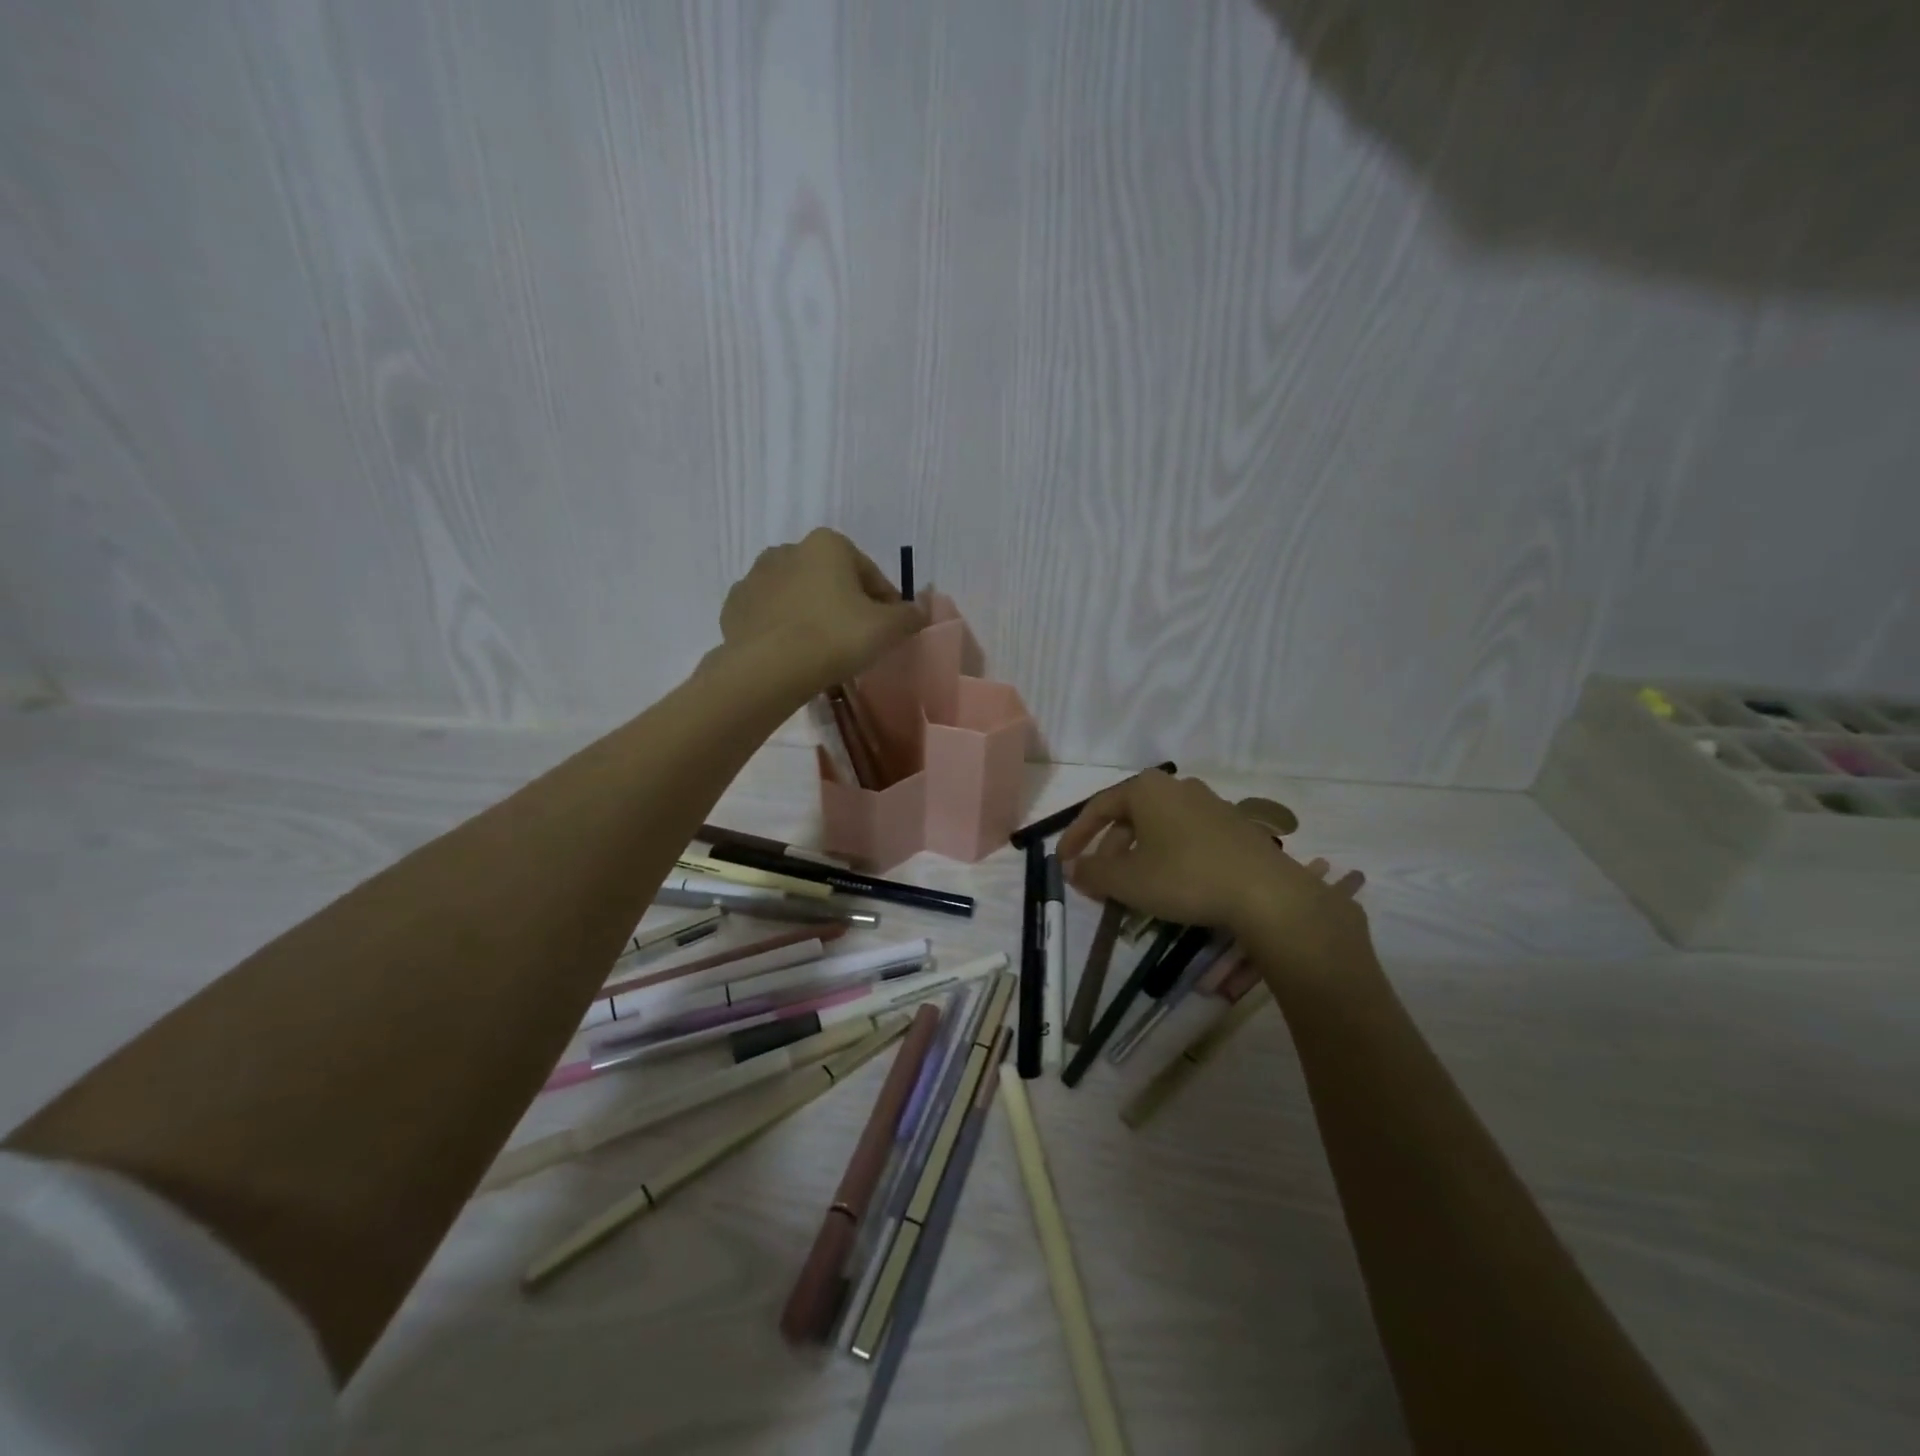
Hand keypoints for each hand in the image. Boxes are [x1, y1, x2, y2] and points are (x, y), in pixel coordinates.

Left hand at [720, 530, 926, 691]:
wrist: (768, 669)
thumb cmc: (835, 637)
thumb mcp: (888, 628)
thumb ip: (910, 615)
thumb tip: (921, 609)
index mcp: (828, 544)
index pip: (870, 574)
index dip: (886, 603)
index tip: (891, 630)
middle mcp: (788, 550)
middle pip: (831, 580)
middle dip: (846, 605)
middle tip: (858, 641)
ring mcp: (755, 577)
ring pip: (797, 596)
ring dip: (812, 614)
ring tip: (824, 651)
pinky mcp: (734, 607)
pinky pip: (769, 616)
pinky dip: (783, 628)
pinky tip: (793, 654)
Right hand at [1057, 771, 1367, 976]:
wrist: (1266, 893)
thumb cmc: (1185, 877)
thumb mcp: (1128, 880)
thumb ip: (1092, 872)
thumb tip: (1070, 867)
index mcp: (1146, 789)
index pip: (1098, 808)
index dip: (1076, 836)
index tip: (1063, 862)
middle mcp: (1176, 786)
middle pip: (1129, 817)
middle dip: (1109, 851)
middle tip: (1098, 883)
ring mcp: (1208, 803)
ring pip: (1157, 829)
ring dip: (1136, 856)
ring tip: (1131, 889)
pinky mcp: (1232, 826)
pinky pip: (1184, 837)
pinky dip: (1166, 857)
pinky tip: (1169, 885)